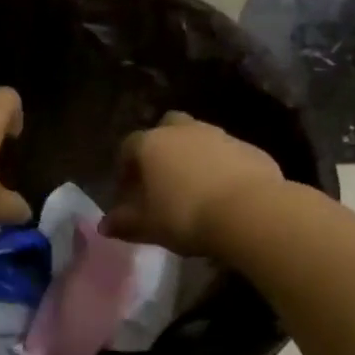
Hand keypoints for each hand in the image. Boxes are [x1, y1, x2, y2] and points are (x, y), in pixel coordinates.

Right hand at [101, 112, 284, 255]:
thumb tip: (104, 226)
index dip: (125, 168)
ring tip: (194, 187)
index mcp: (152, 144)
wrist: (249, 212)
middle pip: (167, 128)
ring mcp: (220, 136)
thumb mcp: (149, 226)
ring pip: (199, 138)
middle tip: (162, 177)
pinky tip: (224, 192)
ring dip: (194, 156)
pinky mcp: (250, 148)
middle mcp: (184, 131)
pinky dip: (222, 167)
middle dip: (162, 147)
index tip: (127, 191)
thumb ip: (125, 223)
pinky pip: (228, 154)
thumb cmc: (186, 216)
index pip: (129, 147)